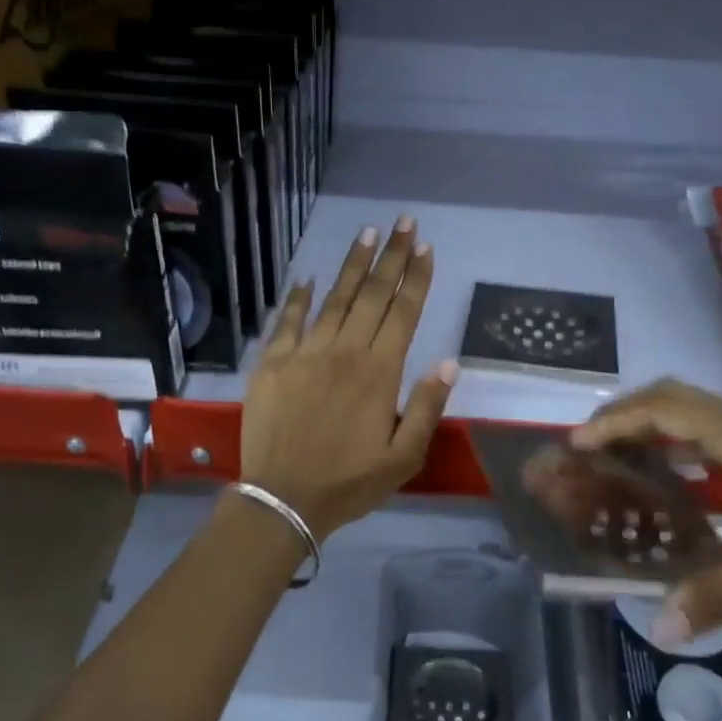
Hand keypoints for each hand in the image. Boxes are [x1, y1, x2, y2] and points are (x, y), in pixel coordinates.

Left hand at [240, 218, 456, 537]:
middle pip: (373, 295)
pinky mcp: (272, 363)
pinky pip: (287, 321)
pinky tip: (308, 277)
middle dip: (391, 256)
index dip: (416, 278)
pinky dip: (298, 297)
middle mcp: (344, 352)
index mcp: (379, 372)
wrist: (284, 498)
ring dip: (353, 265)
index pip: (403, 313)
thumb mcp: (404, 457)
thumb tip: (449, 362)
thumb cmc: (350, 482)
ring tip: (367, 234)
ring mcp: (305, 354)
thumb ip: (427, 407)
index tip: (425, 247)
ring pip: (334, 299)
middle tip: (403, 222)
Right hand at [571, 380, 721, 641]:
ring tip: (618, 454)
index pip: (669, 412)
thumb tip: (662, 624)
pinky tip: (678, 476)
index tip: (578, 442)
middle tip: (590, 443)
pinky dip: (681, 443)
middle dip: (627, 412)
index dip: (619, 422)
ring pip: (698, 414)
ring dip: (653, 424)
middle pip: (677, 398)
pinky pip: (716, 436)